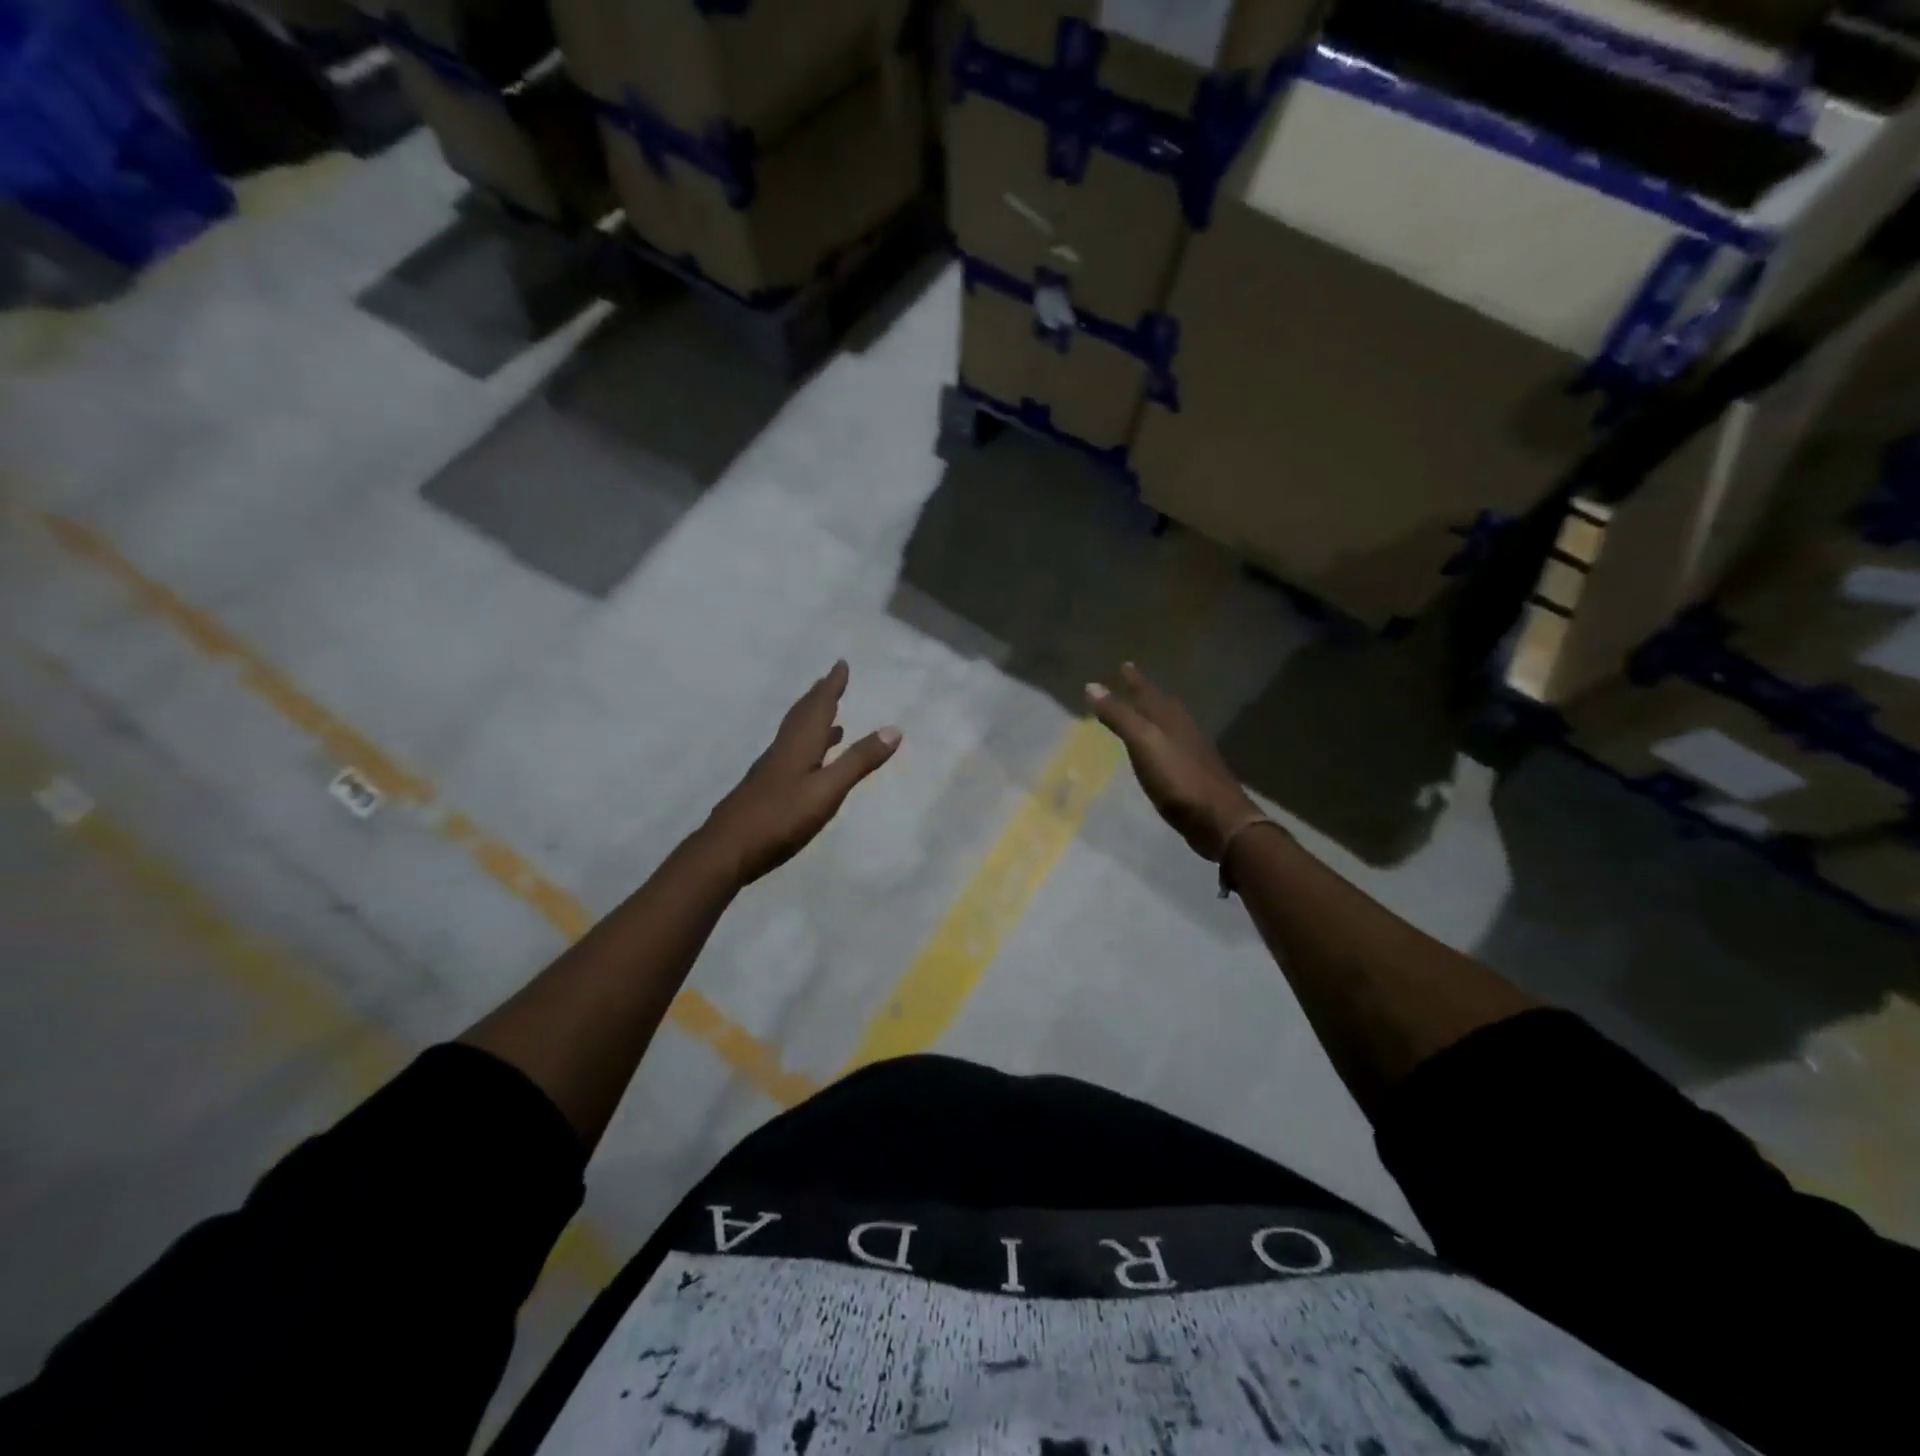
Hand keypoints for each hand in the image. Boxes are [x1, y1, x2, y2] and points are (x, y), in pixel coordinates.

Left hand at [704, 661, 901, 885]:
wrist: (726, 850)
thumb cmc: (780, 818)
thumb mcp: (827, 791)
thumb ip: (858, 761)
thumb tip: (894, 729)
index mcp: (798, 745)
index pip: (818, 707)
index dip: (831, 686)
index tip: (841, 664)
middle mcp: (783, 750)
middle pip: (802, 716)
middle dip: (819, 697)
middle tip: (831, 681)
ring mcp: (771, 771)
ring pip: (796, 736)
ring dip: (814, 722)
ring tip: (832, 720)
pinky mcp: (766, 789)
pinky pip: (792, 755)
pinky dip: (807, 748)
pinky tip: (811, 763)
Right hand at [1086, 663, 1262, 861]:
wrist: (1219, 820)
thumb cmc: (1179, 779)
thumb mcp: (1144, 743)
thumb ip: (1119, 716)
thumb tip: (1093, 685)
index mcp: (1171, 720)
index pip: (1149, 693)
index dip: (1135, 680)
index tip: (1124, 665)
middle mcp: (1183, 731)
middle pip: (1163, 706)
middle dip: (1146, 694)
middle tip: (1132, 683)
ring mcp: (1191, 754)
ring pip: (1170, 726)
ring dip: (1155, 717)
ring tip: (1143, 713)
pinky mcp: (1192, 776)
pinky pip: (1172, 748)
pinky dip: (1160, 741)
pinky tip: (1157, 752)